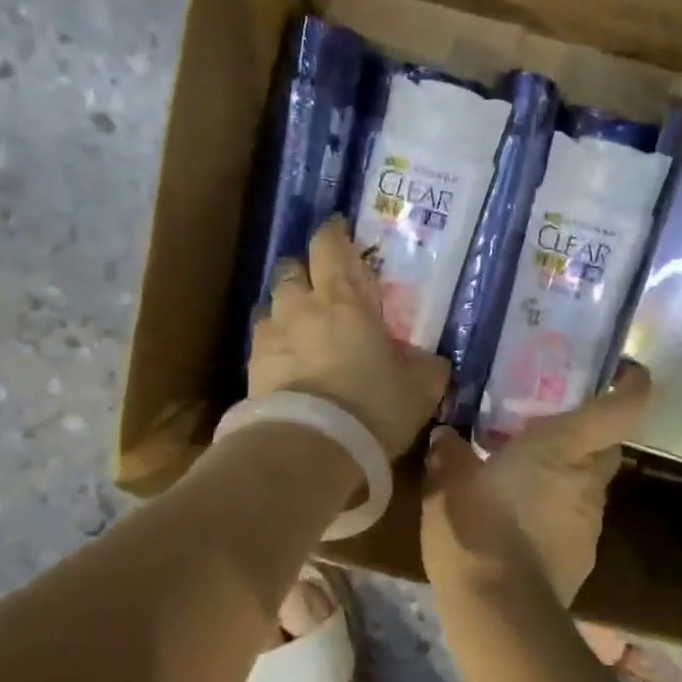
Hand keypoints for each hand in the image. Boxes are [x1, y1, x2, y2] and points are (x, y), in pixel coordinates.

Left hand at [249, 216, 449, 456]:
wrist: (308, 449)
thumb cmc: (372, 406)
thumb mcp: (419, 388)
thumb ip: (426, 366)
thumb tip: (431, 360)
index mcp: (343, 300)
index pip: (330, 245)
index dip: (334, 233)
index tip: (340, 231)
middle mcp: (300, 307)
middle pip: (292, 268)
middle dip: (306, 270)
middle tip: (323, 287)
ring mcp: (269, 336)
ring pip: (272, 304)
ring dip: (287, 308)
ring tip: (302, 329)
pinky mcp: (251, 368)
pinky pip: (262, 341)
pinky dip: (275, 344)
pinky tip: (288, 363)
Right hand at [421, 365, 651, 606]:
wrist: (499, 611)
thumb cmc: (476, 526)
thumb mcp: (448, 482)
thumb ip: (449, 453)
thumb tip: (445, 437)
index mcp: (565, 446)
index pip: (624, 407)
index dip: (632, 384)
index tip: (622, 371)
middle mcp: (588, 479)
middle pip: (606, 445)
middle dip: (586, 433)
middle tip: (547, 426)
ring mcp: (590, 522)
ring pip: (588, 484)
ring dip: (565, 476)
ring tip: (522, 477)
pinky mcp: (583, 557)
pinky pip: (573, 520)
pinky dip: (554, 513)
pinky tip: (518, 524)